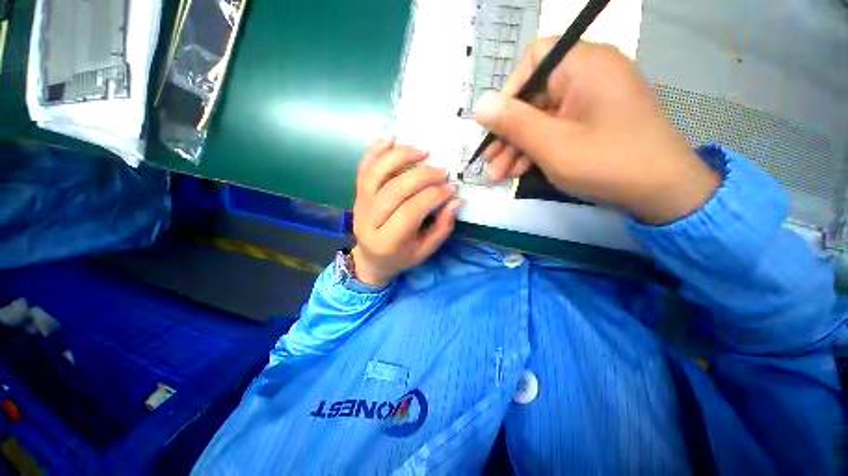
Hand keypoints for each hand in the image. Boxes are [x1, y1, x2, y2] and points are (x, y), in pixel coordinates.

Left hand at [351, 140, 461, 286]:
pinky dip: (376, 150)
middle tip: (441, 170)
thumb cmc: (402, 256)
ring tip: (422, 151)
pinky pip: (364, 168)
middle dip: (421, 176)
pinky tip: (392, 139)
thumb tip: (456, 200)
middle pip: (394, 190)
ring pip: (376, 173)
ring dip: (400, 157)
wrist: (372, 258)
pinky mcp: (357, 194)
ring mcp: (360, 204)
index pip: (410, 211)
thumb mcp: (425, 250)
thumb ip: (442, 227)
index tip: (451, 187)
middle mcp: (369, 220)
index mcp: (388, 241)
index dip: (432, 196)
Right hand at [473, 39, 719, 224]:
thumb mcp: (552, 145)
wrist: (662, 193)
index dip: (509, 92)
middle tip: (489, 162)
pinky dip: (535, 150)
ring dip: (517, 147)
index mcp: (585, 66)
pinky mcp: (592, 123)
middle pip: (534, 95)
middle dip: (508, 132)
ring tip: (498, 176)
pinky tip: (518, 172)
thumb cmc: (607, 163)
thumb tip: (479, 105)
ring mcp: (591, 101)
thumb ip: (513, 123)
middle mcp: (588, 76)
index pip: (534, 60)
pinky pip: (555, 129)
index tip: (493, 127)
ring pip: (541, 118)